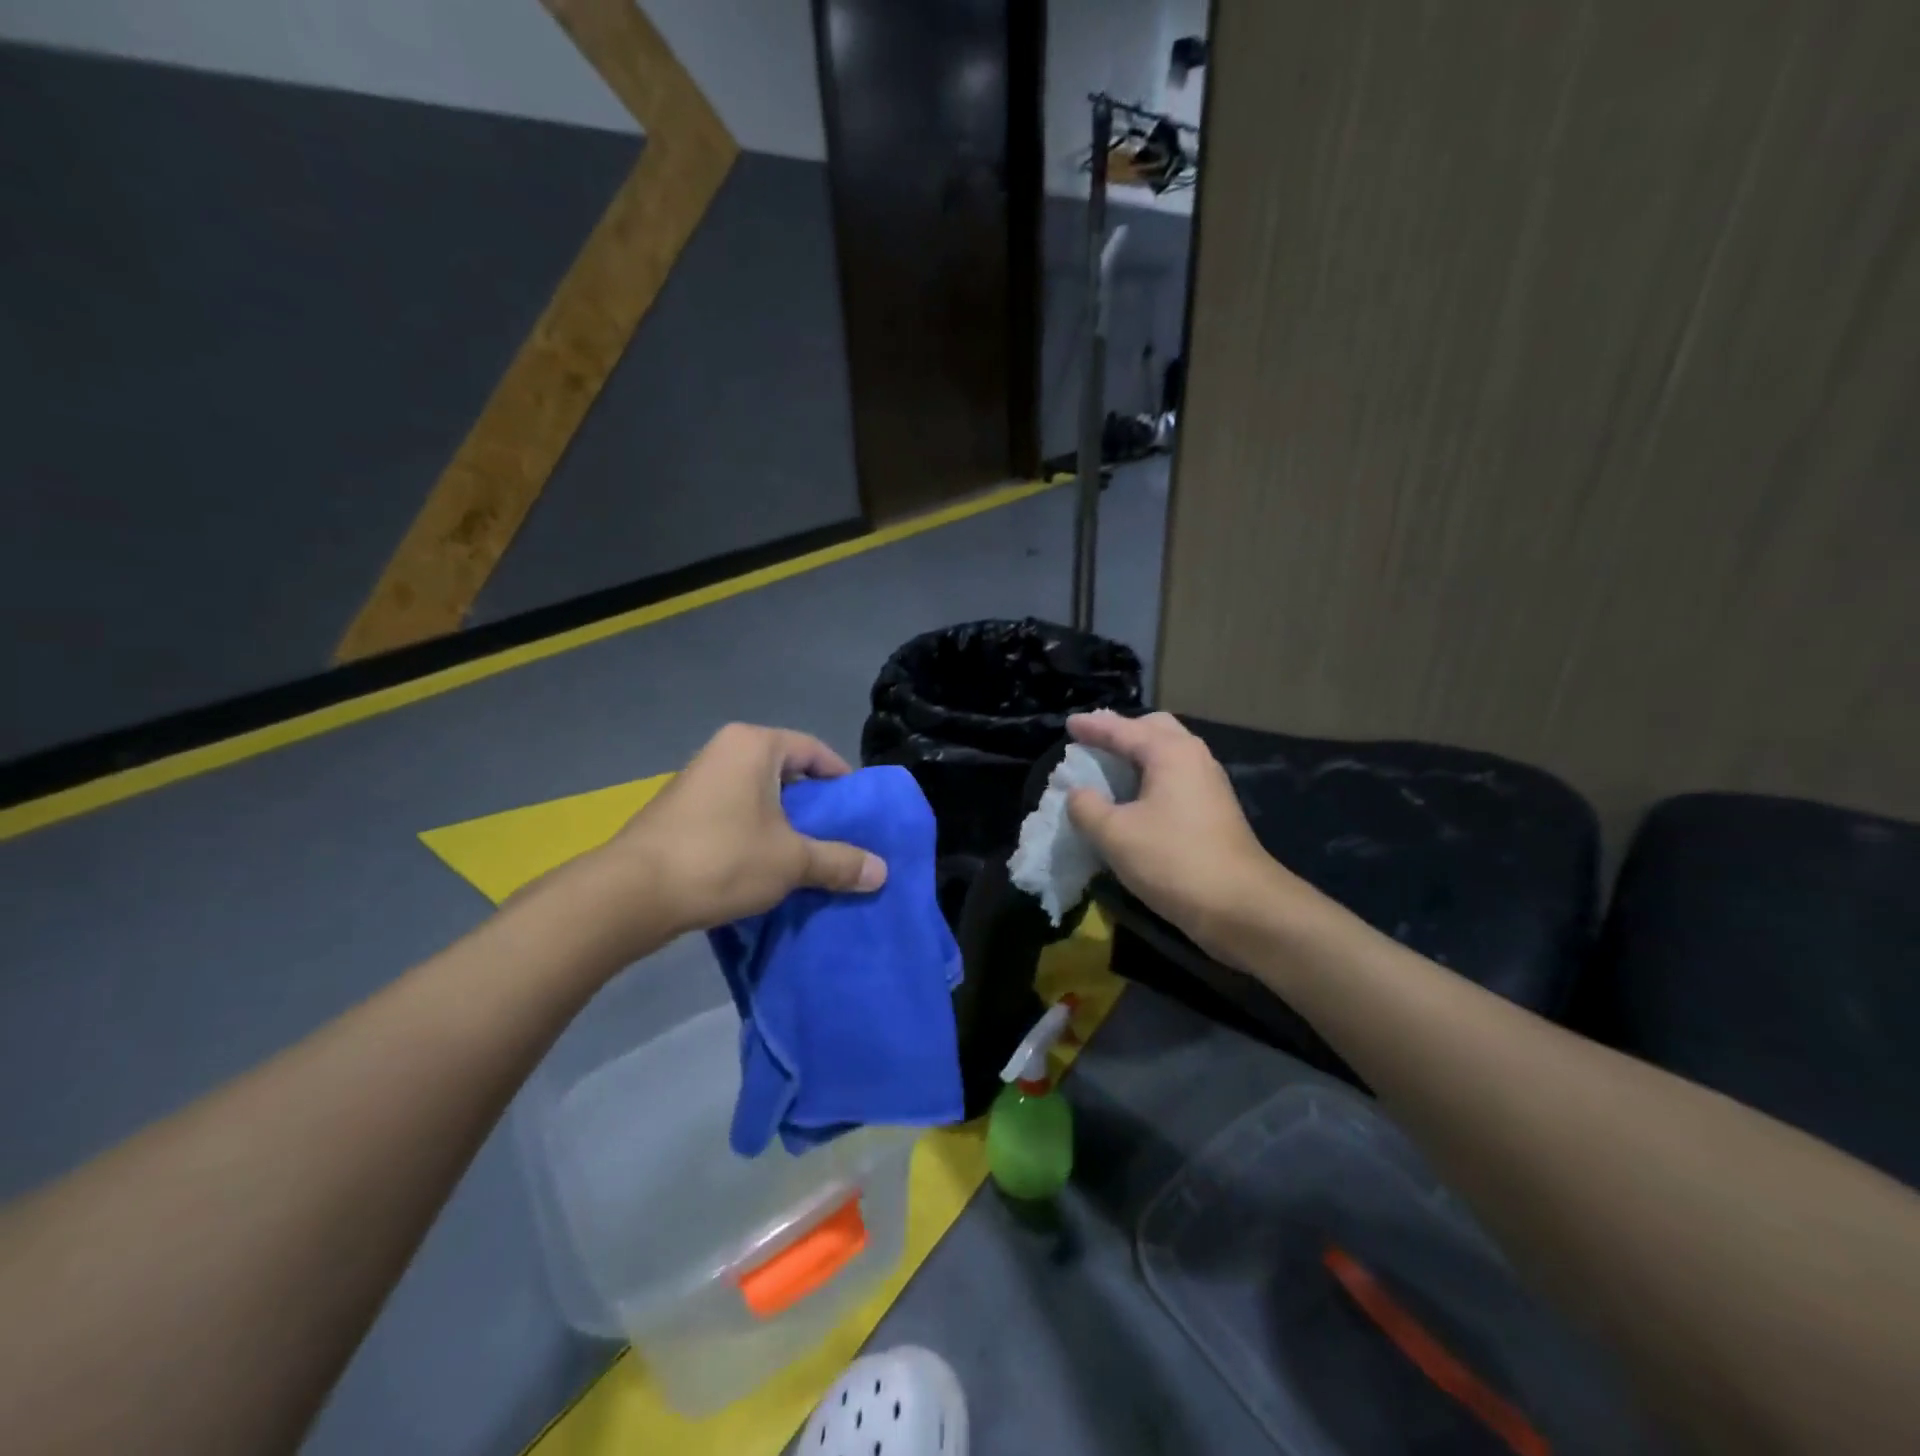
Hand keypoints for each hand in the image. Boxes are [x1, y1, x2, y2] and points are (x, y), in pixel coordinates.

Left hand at [586, 724, 887, 947]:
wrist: (631, 894)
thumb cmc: (722, 858)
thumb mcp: (791, 861)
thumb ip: (839, 861)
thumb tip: (882, 872)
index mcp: (754, 745)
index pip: (814, 751)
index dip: (842, 781)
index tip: (858, 813)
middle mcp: (724, 751)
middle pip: (786, 772)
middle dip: (813, 806)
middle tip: (837, 837)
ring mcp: (697, 780)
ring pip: (758, 796)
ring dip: (783, 824)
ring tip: (805, 856)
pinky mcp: (680, 811)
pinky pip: (733, 813)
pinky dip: (754, 833)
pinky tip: (764, 866)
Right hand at [1065, 711, 1307, 961]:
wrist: (1241, 906)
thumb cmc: (1173, 860)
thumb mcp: (1115, 834)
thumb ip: (1087, 807)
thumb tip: (1078, 793)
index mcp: (1170, 752)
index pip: (1123, 729)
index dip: (1093, 726)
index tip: (1069, 724)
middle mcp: (1194, 757)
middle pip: (1154, 729)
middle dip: (1122, 731)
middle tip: (1093, 742)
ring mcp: (1209, 783)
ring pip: (1168, 753)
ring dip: (1137, 755)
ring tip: (1109, 767)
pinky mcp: (1213, 809)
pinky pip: (1174, 777)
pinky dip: (1150, 776)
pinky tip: (1134, 797)